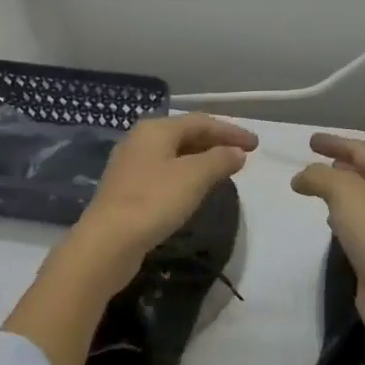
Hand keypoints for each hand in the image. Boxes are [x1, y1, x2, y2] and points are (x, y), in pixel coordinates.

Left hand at [72, 114, 257, 280]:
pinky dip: (187, 175)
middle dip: (216, 143)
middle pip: (186, 135)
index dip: (231, 131)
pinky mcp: (127, 190)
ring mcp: (131, 166)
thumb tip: (237, 152)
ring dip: (202, 160)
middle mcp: (140, 141)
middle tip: (243, 156)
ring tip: (225, 170)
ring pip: (175, 155)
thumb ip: (220, 159)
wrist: (108, 242)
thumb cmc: (154, 201)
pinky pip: (165, 173)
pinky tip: (196, 189)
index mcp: (155, 130)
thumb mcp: (194, 177)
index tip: (256, 145)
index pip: (201, 122)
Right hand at [290, 133, 364, 336]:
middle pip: (364, 172)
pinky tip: (329, 222)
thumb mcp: (344, 191)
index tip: (309, 141)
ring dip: (340, 190)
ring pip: (360, 198)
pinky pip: (358, 223)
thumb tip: (301, 177)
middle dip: (339, 165)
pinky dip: (342, 216)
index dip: (334, 142)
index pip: (360, 149)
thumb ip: (319, 176)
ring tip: (317, 189)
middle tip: (313, 162)